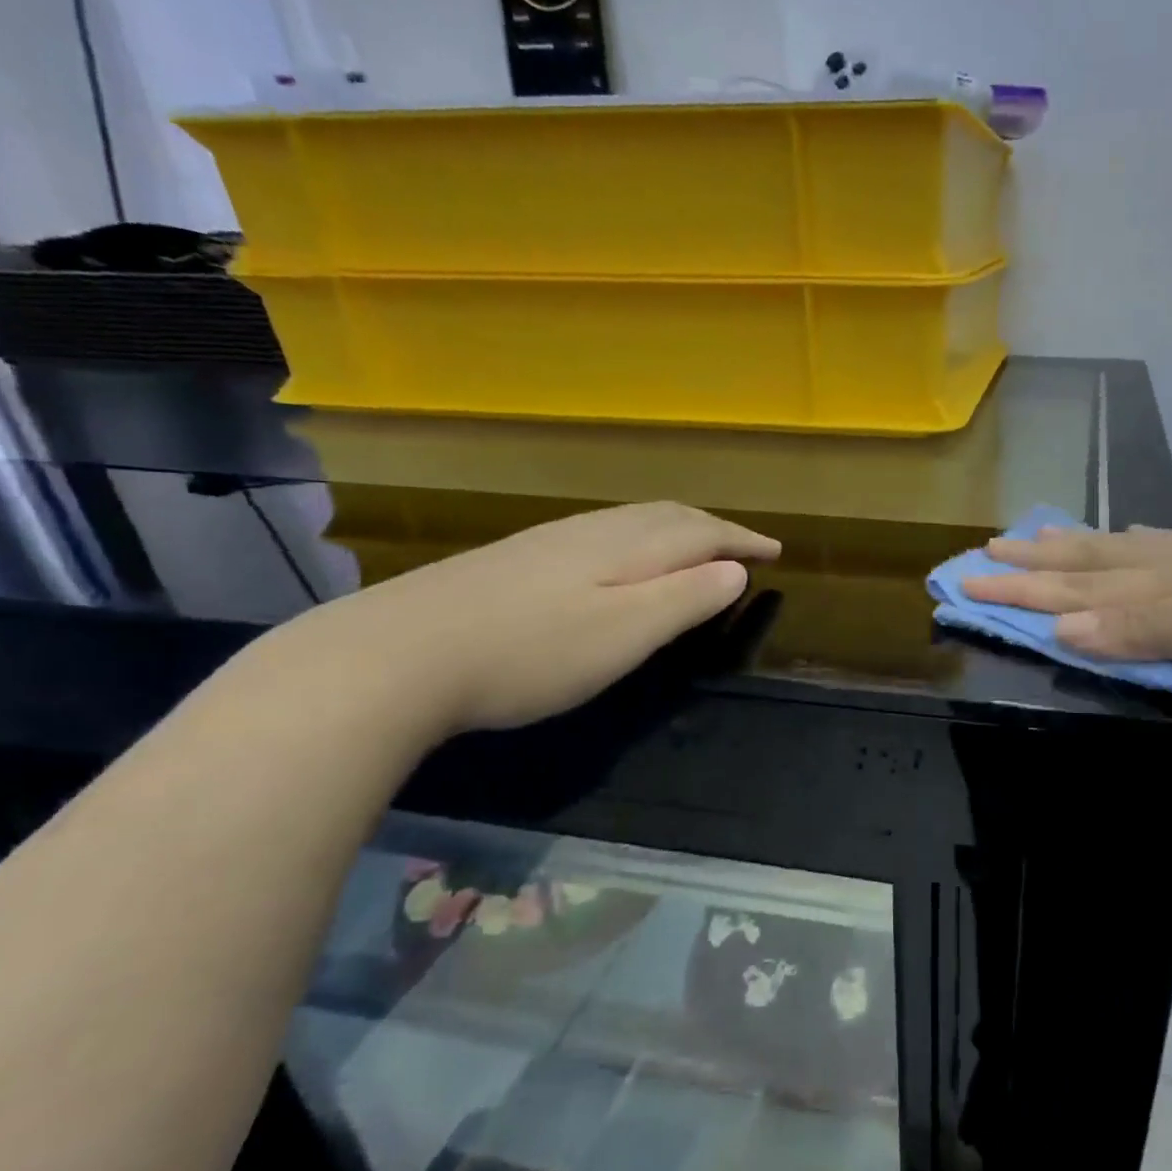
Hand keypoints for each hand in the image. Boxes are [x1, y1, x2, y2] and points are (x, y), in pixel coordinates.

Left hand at [269, 502, 779, 734]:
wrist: (395, 654)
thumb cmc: (530, 653)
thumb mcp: (623, 634)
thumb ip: (684, 600)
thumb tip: (735, 570)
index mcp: (626, 547)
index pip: (701, 532)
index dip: (742, 540)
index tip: (776, 551)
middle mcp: (592, 531)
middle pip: (667, 516)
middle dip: (713, 527)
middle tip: (743, 546)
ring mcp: (549, 541)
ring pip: (631, 520)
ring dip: (676, 529)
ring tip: (695, 547)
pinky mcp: (517, 558)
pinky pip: (601, 533)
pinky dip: (637, 539)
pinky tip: (620, 560)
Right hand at [961, 524, 1171, 683]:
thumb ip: (1144, 630)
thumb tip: (1060, 629)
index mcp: (1163, 581)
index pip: (1072, 588)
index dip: (1018, 591)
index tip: (964, 587)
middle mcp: (1171, 564)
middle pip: (1085, 563)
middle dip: (1030, 565)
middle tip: (982, 555)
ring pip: (1117, 552)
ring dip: (1069, 550)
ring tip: (1035, 539)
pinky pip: (1160, 550)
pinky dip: (1129, 546)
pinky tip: (1129, 539)